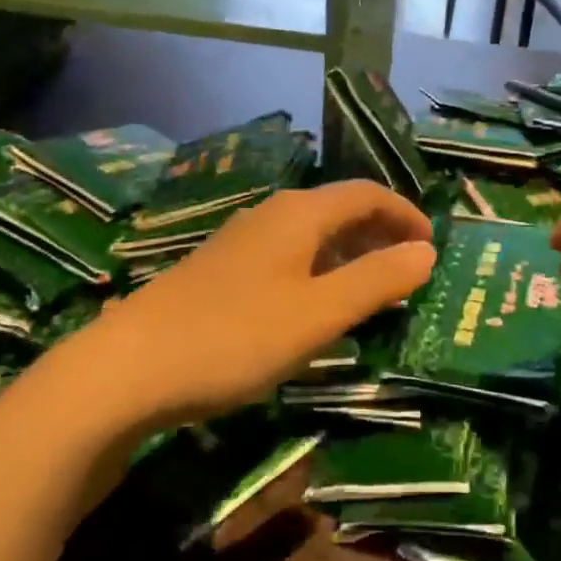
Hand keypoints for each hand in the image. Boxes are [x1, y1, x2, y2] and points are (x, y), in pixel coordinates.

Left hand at [72, 181, 435, 428]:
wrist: (128, 366)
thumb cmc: (235, 336)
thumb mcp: (318, 314)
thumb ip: (377, 281)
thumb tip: (427, 253)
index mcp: (300, 214)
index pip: (366, 193)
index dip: (405, 213)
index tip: (433, 245)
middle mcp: (273, 214)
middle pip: (339, 209)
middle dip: (380, 232)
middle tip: (411, 267)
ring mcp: (242, 240)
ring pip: (312, 234)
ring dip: (350, 253)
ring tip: (374, 288)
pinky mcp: (222, 269)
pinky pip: (289, 255)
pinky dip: (320, 269)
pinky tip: (317, 305)